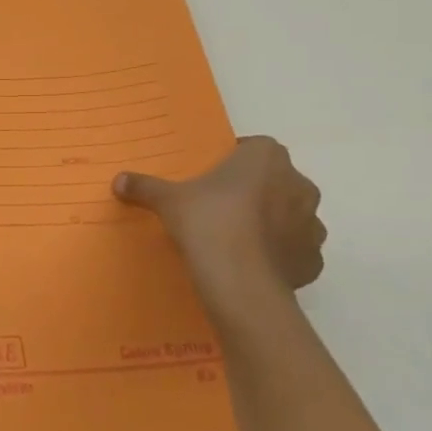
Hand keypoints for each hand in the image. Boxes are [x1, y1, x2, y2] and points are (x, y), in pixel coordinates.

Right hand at [114, 136, 324, 316]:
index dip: (235, 160)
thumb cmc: (208, 223)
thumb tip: (118, 181)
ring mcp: (312, 224)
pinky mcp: (313, 260)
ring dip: (272, 222)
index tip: (212, 176)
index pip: (255, 147)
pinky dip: (279, 254)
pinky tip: (252, 264)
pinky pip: (295, 250)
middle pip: (276, 180)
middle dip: (255, 190)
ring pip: (291, 215)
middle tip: (221, 206)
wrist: (240, 283)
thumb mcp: (167, 200)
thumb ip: (145, 186)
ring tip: (237, 238)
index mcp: (267, 158)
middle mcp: (298, 184)